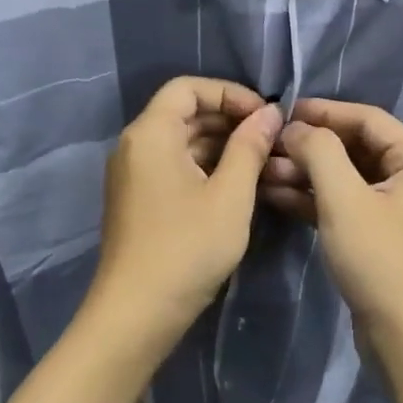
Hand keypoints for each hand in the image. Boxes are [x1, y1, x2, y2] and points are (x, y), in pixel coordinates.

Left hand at [89, 77, 282, 351]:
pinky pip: (173, 165)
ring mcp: (133, 174)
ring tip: (260, 162)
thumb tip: (270, 113)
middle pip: (183, 112)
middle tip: (269, 139)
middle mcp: (134, 145)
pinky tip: (235, 185)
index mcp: (150, 134)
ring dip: (220, 144)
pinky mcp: (138, 199)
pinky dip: (204, 165)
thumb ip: (250, 147)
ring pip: (180, 141)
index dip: (229, 93)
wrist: (136, 315)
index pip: (188, 88)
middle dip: (228, 118)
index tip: (264, 117)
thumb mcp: (230, 196)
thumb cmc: (187, 248)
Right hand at [260, 99, 402, 355]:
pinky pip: (344, 203)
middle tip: (268, 146)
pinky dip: (314, 199)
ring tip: (263, 171)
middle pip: (355, 147)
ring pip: (346, 177)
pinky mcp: (379, 235)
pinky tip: (276, 195)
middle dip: (310, 146)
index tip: (284, 110)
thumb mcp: (345, 200)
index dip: (325, 111)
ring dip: (307, 173)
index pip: (368, 119)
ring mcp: (396, 208)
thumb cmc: (381, 261)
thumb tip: (295, 127)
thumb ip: (319, 152)